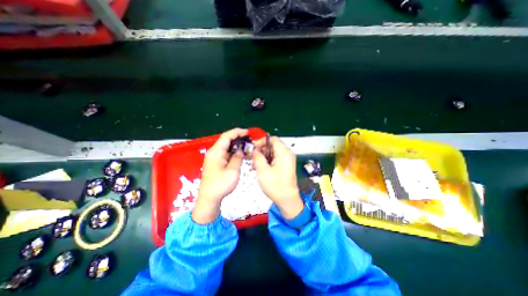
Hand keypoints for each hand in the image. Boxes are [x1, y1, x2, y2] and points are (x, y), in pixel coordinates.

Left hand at [194, 127, 248, 223]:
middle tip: (249, 139)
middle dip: (238, 138)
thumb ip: (237, 158)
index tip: (247, 132)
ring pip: (226, 147)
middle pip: (226, 140)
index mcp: (216, 152)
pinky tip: (240, 154)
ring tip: (247, 145)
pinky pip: (226, 153)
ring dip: (236, 145)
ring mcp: (214, 157)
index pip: (226, 137)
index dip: (237, 132)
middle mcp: (214, 152)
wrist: (209, 198)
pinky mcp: (216, 162)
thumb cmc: (221, 185)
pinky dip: (233, 152)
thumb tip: (240, 151)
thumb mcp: (233, 171)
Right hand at [253, 136, 302, 219]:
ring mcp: (287, 160)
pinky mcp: (286, 165)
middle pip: (273, 145)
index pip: (273, 139)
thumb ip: (258, 157)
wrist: (287, 200)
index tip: (253, 148)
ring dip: (263, 156)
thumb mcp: (263, 171)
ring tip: (255, 165)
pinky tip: (260, 168)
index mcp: (284, 153)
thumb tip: (255, 150)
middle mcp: (287, 154)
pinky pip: (275, 158)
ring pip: (273, 152)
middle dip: (262, 150)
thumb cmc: (275, 186)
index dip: (262, 141)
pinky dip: (268, 161)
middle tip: (253, 158)